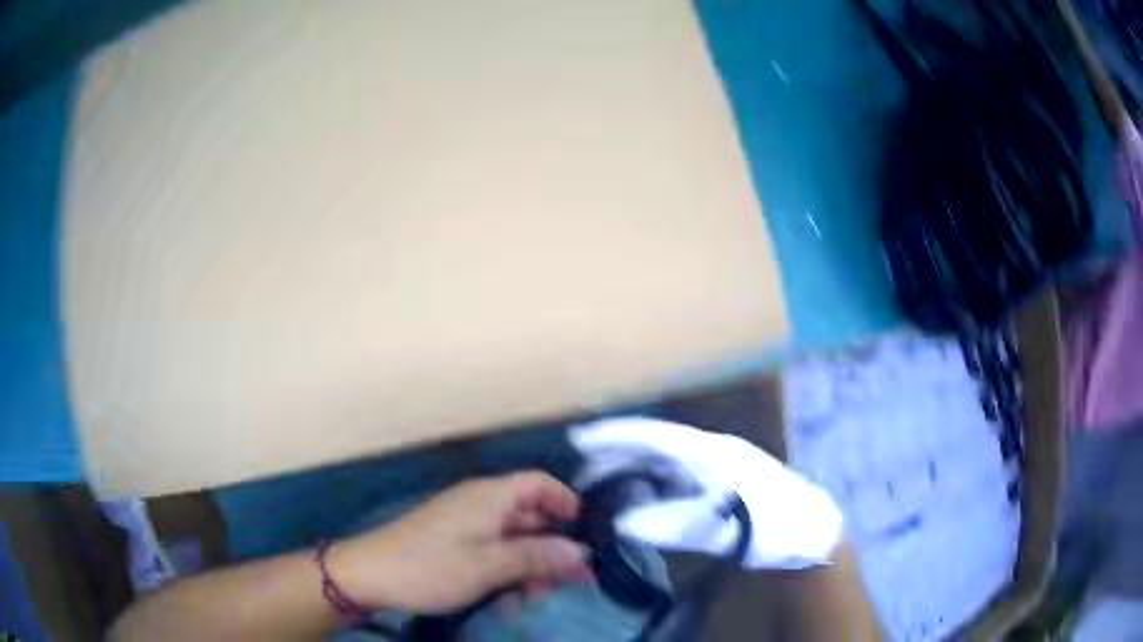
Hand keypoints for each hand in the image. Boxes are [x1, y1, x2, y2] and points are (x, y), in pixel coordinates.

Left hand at [327, 471, 591, 613]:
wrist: (367, 576)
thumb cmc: (429, 567)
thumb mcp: (488, 566)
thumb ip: (537, 557)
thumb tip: (583, 552)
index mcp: (490, 496)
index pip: (540, 483)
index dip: (566, 503)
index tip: (586, 535)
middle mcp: (480, 504)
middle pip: (531, 517)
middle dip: (552, 549)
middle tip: (570, 584)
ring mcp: (465, 525)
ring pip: (513, 540)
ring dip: (529, 568)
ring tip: (533, 600)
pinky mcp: (453, 544)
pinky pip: (492, 553)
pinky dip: (506, 574)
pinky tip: (506, 601)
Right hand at [572, 417, 843, 569]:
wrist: (808, 531)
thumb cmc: (770, 526)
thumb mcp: (723, 528)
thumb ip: (671, 525)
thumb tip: (620, 524)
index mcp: (712, 452)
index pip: (655, 436)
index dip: (617, 435)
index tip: (580, 439)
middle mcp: (711, 450)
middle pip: (656, 445)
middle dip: (617, 454)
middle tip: (581, 471)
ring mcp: (717, 464)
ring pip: (664, 460)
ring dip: (632, 468)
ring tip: (600, 483)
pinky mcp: (719, 480)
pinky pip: (676, 475)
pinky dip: (651, 482)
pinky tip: (636, 495)